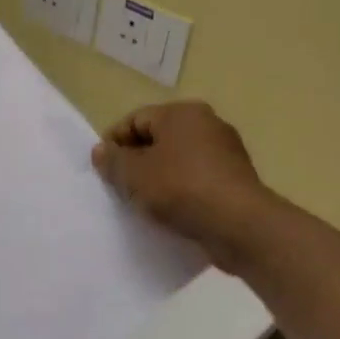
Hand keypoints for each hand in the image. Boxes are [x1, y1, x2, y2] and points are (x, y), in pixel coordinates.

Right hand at [91, 101, 273, 270]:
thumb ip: (112, 160)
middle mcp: (207, 124)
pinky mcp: (234, 178)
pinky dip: (180, 190)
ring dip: (157, 177)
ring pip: (177, 159)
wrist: (238, 224)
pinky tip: (169, 210)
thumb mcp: (133, 175)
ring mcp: (225, 151)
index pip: (136, 119)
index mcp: (181, 113)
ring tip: (142, 202)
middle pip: (158, 138)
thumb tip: (101, 150)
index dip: (113, 142)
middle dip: (135, 160)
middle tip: (119, 186)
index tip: (101, 168)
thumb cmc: (180, 188)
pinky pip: (196, 178)